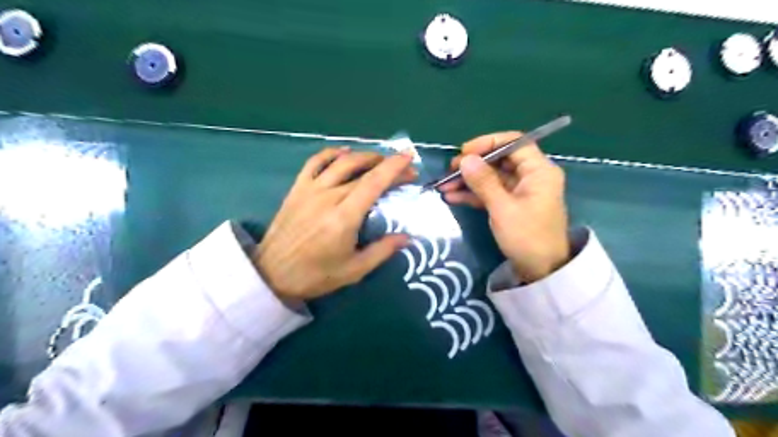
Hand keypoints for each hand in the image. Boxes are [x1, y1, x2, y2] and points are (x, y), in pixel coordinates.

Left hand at [252, 147, 415, 299]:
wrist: (271, 274)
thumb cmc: (315, 275)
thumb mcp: (354, 270)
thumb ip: (382, 251)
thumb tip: (407, 237)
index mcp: (344, 217)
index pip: (374, 183)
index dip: (393, 168)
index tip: (409, 158)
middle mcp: (328, 197)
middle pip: (363, 171)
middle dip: (387, 166)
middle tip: (403, 170)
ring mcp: (310, 190)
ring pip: (341, 162)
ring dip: (364, 156)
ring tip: (379, 160)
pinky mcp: (297, 189)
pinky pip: (315, 162)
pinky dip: (332, 153)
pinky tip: (344, 152)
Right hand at [441, 132, 568, 282]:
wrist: (541, 271)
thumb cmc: (527, 237)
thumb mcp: (502, 208)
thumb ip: (483, 181)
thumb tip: (465, 159)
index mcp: (538, 171)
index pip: (514, 143)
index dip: (488, 143)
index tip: (464, 152)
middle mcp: (531, 176)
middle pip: (500, 160)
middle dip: (473, 165)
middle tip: (449, 170)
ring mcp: (520, 191)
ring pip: (491, 177)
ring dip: (468, 181)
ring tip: (444, 185)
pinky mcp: (511, 205)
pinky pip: (490, 193)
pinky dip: (473, 194)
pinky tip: (452, 197)